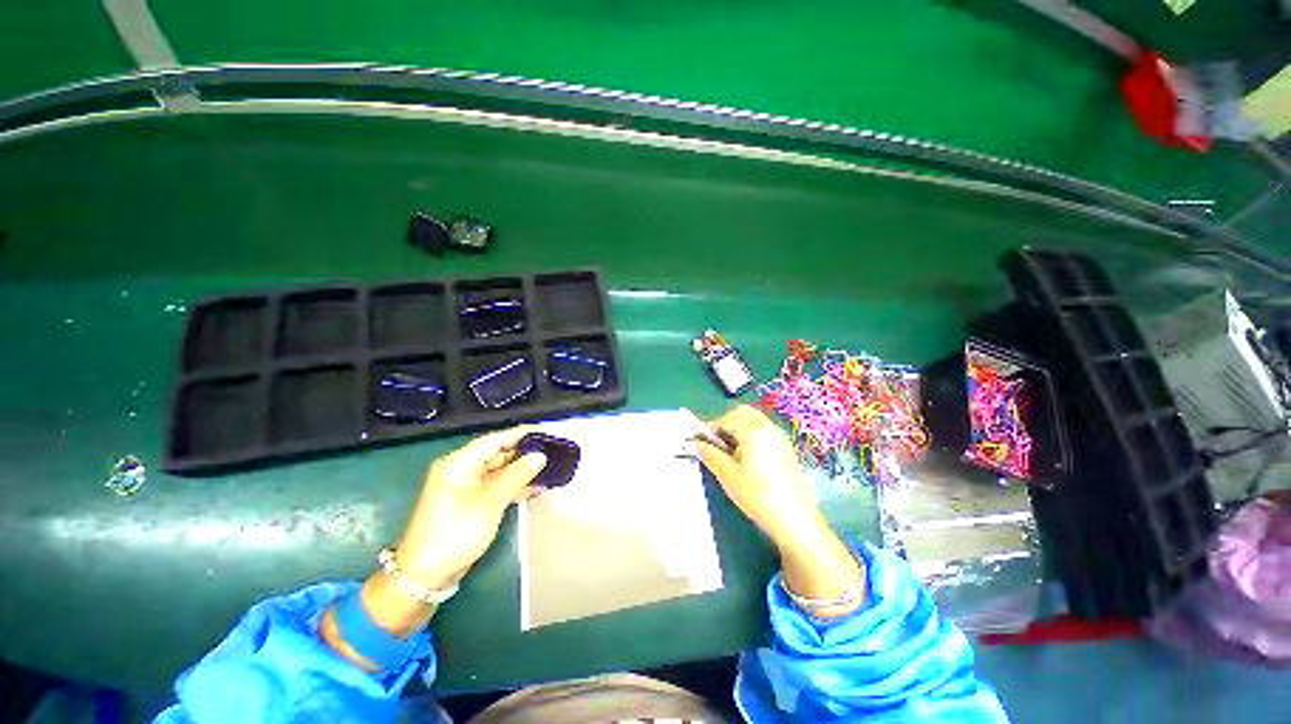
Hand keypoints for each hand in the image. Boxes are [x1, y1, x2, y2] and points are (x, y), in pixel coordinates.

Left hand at [323, 427, 546, 661]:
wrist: (425, 576)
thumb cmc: (455, 533)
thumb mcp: (490, 502)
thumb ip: (517, 475)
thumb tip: (540, 456)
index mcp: (459, 463)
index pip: (495, 439)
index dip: (521, 434)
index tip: (545, 432)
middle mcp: (462, 470)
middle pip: (498, 453)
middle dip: (525, 452)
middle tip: (553, 450)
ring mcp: (466, 487)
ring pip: (500, 471)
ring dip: (523, 470)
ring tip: (550, 467)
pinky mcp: (471, 502)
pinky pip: (497, 486)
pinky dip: (514, 486)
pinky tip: (536, 487)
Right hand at [694, 405, 824, 548]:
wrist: (795, 520)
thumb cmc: (757, 495)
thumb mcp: (727, 475)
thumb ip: (709, 454)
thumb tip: (695, 443)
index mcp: (753, 429)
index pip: (725, 419)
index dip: (709, 430)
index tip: (699, 444)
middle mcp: (768, 426)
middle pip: (741, 413)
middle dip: (724, 424)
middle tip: (715, 446)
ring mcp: (779, 436)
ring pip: (752, 420)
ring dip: (737, 429)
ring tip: (729, 453)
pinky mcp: (785, 447)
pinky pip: (763, 430)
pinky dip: (750, 435)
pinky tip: (746, 458)